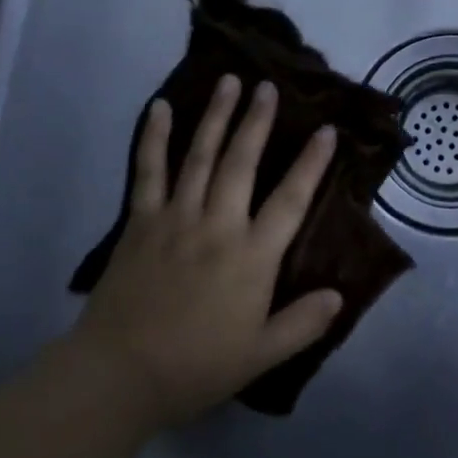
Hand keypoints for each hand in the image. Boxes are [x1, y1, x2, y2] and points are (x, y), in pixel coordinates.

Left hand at [75, 74, 341, 430]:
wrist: (118, 375)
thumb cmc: (196, 366)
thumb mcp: (261, 355)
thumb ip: (303, 323)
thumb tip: (339, 294)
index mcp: (252, 256)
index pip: (291, 200)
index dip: (311, 164)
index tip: (326, 130)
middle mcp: (218, 225)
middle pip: (242, 162)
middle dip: (258, 121)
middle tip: (268, 86)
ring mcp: (176, 217)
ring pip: (201, 156)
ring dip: (216, 116)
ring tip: (229, 82)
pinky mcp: (140, 221)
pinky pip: (148, 171)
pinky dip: (154, 137)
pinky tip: (160, 107)